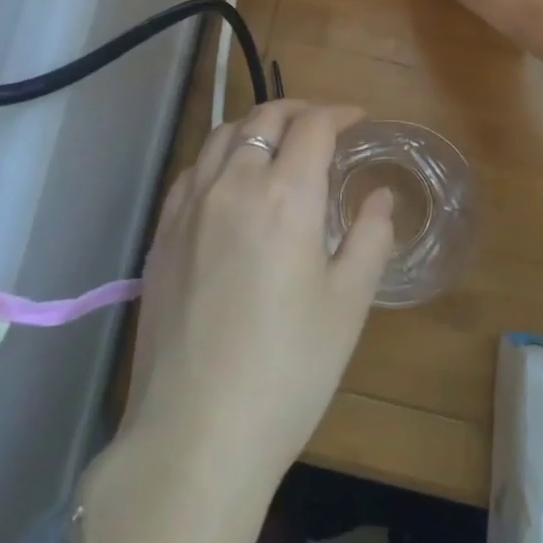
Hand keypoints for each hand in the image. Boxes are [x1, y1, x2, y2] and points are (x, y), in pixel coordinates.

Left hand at [71, 102, 394, 542]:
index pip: (313, 126)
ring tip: (276, 142)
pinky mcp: (161, 233)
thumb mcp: (348, 306)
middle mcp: (233, 183)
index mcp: (285, 195)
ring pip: (221, 135)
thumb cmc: (288, 370)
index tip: (358, 120)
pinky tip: (228, 179)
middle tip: (322, 125)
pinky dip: (218, 155)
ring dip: (256, 125)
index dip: (339, 113)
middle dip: (298, 110)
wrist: (196, 433)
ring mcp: (189, 206)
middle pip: (264, 117)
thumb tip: (381, 197)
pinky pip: (192, 170)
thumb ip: (370, 238)